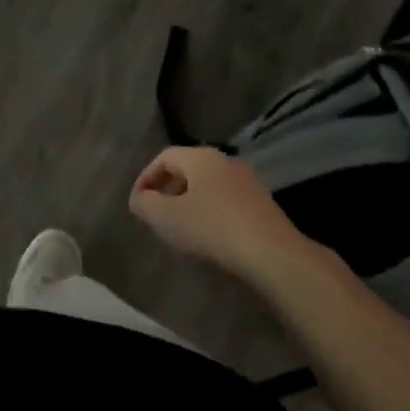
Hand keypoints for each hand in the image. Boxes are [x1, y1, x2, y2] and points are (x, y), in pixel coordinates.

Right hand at [129, 146, 302, 280]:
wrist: (272, 254)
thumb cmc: (212, 228)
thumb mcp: (167, 218)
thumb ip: (145, 205)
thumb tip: (139, 198)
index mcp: (200, 157)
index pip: (164, 157)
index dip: (146, 177)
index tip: (137, 202)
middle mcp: (224, 161)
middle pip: (187, 169)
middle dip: (167, 190)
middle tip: (156, 215)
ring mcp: (247, 182)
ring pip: (208, 186)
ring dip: (189, 203)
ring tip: (180, 229)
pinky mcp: (262, 204)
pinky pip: (226, 202)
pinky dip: (210, 213)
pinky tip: (209, 238)